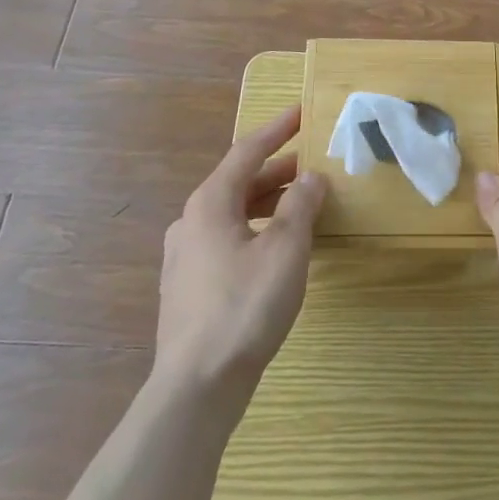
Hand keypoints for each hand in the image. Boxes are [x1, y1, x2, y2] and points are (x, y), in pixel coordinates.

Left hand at [154, 106, 323, 408]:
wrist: (196, 387)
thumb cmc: (244, 307)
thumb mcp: (285, 250)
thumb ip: (301, 206)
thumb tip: (312, 177)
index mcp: (210, 203)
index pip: (247, 151)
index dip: (278, 129)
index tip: (302, 111)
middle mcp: (191, 222)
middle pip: (239, 182)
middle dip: (278, 170)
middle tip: (313, 165)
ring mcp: (185, 257)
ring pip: (233, 214)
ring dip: (268, 203)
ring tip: (302, 206)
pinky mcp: (188, 287)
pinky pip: (227, 240)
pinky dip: (255, 230)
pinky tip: (276, 250)